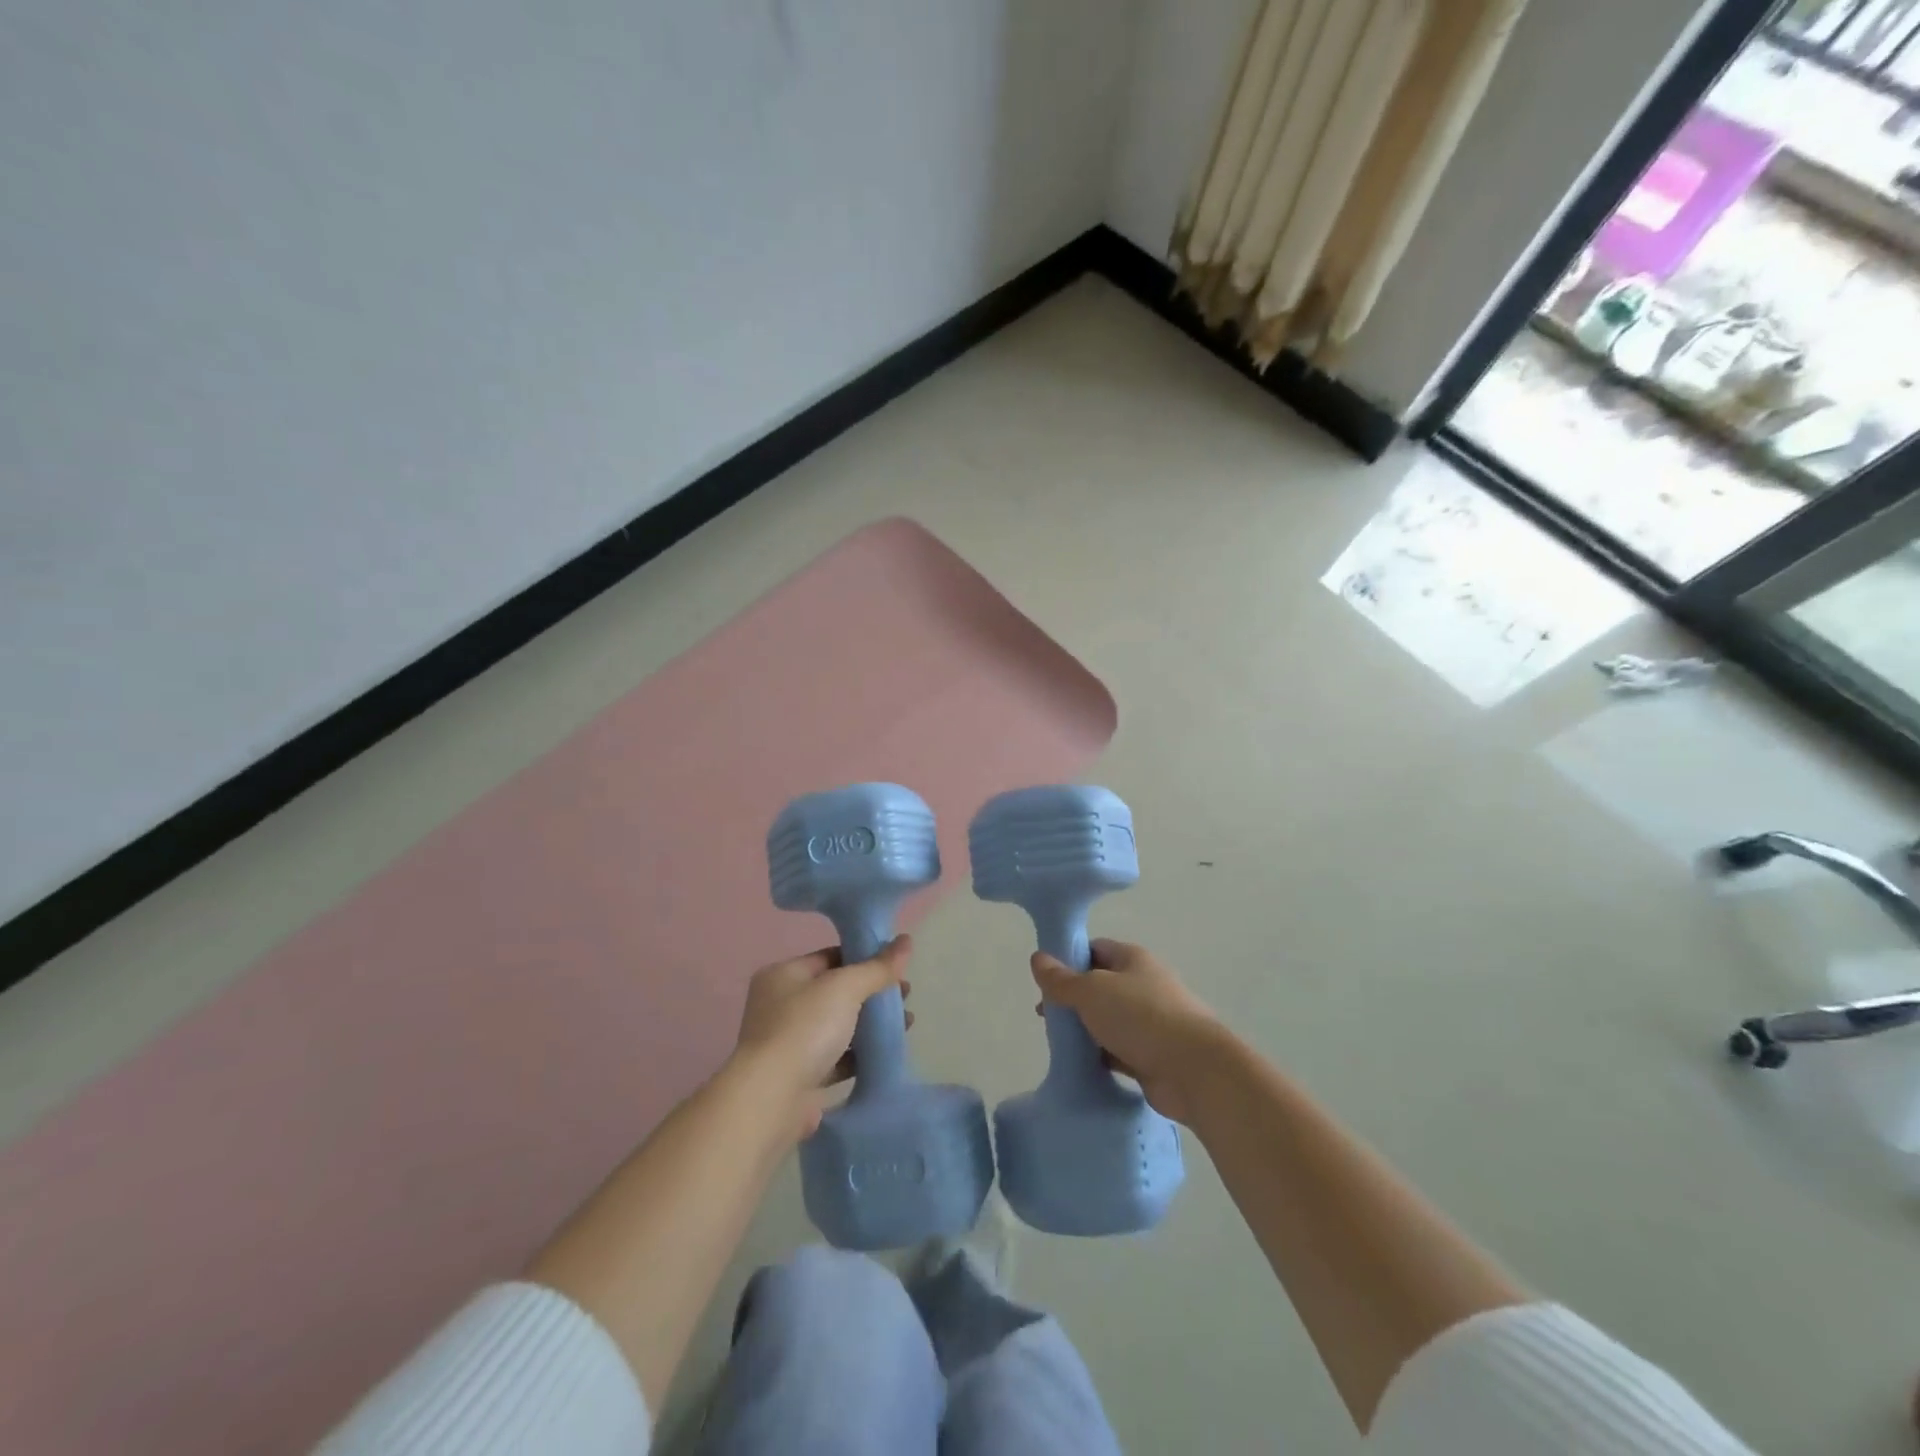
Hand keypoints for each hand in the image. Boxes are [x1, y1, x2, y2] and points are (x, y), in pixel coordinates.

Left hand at [733, 936, 913, 1137]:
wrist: (771, 1099)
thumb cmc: (804, 1029)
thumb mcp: (845, 988)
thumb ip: (877, 967)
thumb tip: (907, 941)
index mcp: (783, 975)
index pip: (830, 957)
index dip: (864, 958)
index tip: (896, 966)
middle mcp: (780, 1006)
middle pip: (836, 992)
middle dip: (872, 993)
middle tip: (905, 995)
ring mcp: (788, 1043)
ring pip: (838, 1026)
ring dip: (870, 1024)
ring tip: (906, 1023)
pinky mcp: (799, 1076)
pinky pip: (837, 1057)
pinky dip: (860, 1053)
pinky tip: (887, 1051)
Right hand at [1031, 938, 1224, 1123]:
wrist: (1194, 1070)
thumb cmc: (1141, 1017)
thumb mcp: (1091, 991)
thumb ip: (1062, 979)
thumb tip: (1037, 958)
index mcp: (1133, 959)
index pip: (1095, 949)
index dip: (1068, 959)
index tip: (1045, 979)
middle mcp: (1144, 984)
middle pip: (1100, 986)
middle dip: (1073, 999)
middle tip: (1046, 1015)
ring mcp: (1151, 1021)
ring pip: (1108, 1020)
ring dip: (1086, 1030)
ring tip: (1059, 1042)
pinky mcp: (1153, 1055)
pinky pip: (1119, 1051)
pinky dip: (1100, 1056)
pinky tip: (1081, 1064)